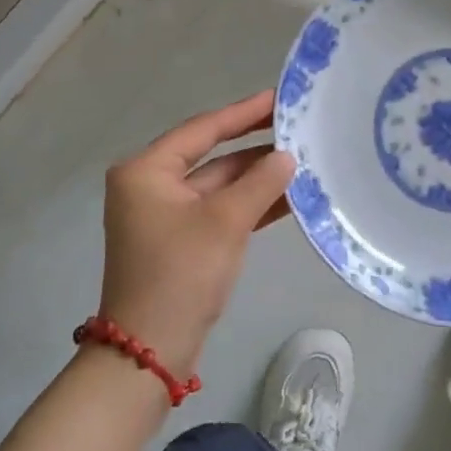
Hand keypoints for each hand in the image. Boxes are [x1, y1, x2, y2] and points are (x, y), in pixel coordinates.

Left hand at [98, 92, 295, 377]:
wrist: (149, 352)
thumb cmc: (181, 274)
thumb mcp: (225, 222)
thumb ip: (260, 183)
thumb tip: (287, 157)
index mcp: (146, 171)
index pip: (203, 129)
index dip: (244, 112)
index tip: (278, 98)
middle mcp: (151, 186)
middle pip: (212, 156)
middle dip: (255, 148)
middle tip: (298, 129)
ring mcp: (165, 216)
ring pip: (220, 185)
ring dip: (258, 178)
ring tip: (303, 161)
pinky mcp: (182, 241)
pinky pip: (220, 211)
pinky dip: (250, 204)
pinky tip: (288, 197)